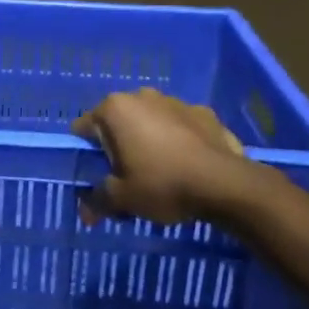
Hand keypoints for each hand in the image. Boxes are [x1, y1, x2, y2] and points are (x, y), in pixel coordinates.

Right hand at [72, 88, 251, 224]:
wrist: (225, 184)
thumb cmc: (162, 184)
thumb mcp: (122, 199)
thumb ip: (98, 201)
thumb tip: (86, 213)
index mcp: (115, 109)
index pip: (84, 128)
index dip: (86, 154)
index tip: (97, 176)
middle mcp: (142, 96)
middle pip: (118, 122)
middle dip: (119, 146)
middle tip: (127, 177)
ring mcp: (176, 101)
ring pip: (150, 121)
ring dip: (149, 140)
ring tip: (160, 173)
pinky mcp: (204, 113)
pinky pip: (180, 127)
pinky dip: (178, 141)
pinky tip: (186, 166)